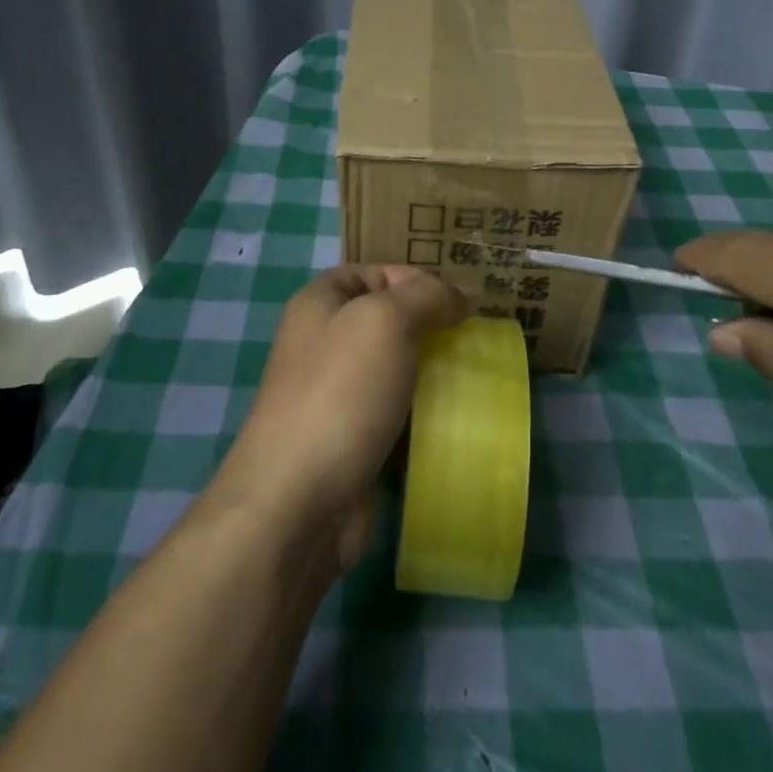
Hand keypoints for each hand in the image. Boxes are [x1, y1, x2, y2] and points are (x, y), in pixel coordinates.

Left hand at [210, 265, 467, 570]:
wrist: (299, 499)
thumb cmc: (340, 393)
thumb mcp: (385, 320)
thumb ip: (425, 295)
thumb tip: (457, 297)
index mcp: (319, 304)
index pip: (372, 272)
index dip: (414, 278)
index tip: (458, 302)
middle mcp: (323, 343)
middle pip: (386, 321)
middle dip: (430, 327)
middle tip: (472, 339)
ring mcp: (336, 395)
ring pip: (395, 369)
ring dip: (432, 372)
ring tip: (472, 376)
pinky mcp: (352, 440)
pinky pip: (396, 414)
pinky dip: (424, 414)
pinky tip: (455, 419)